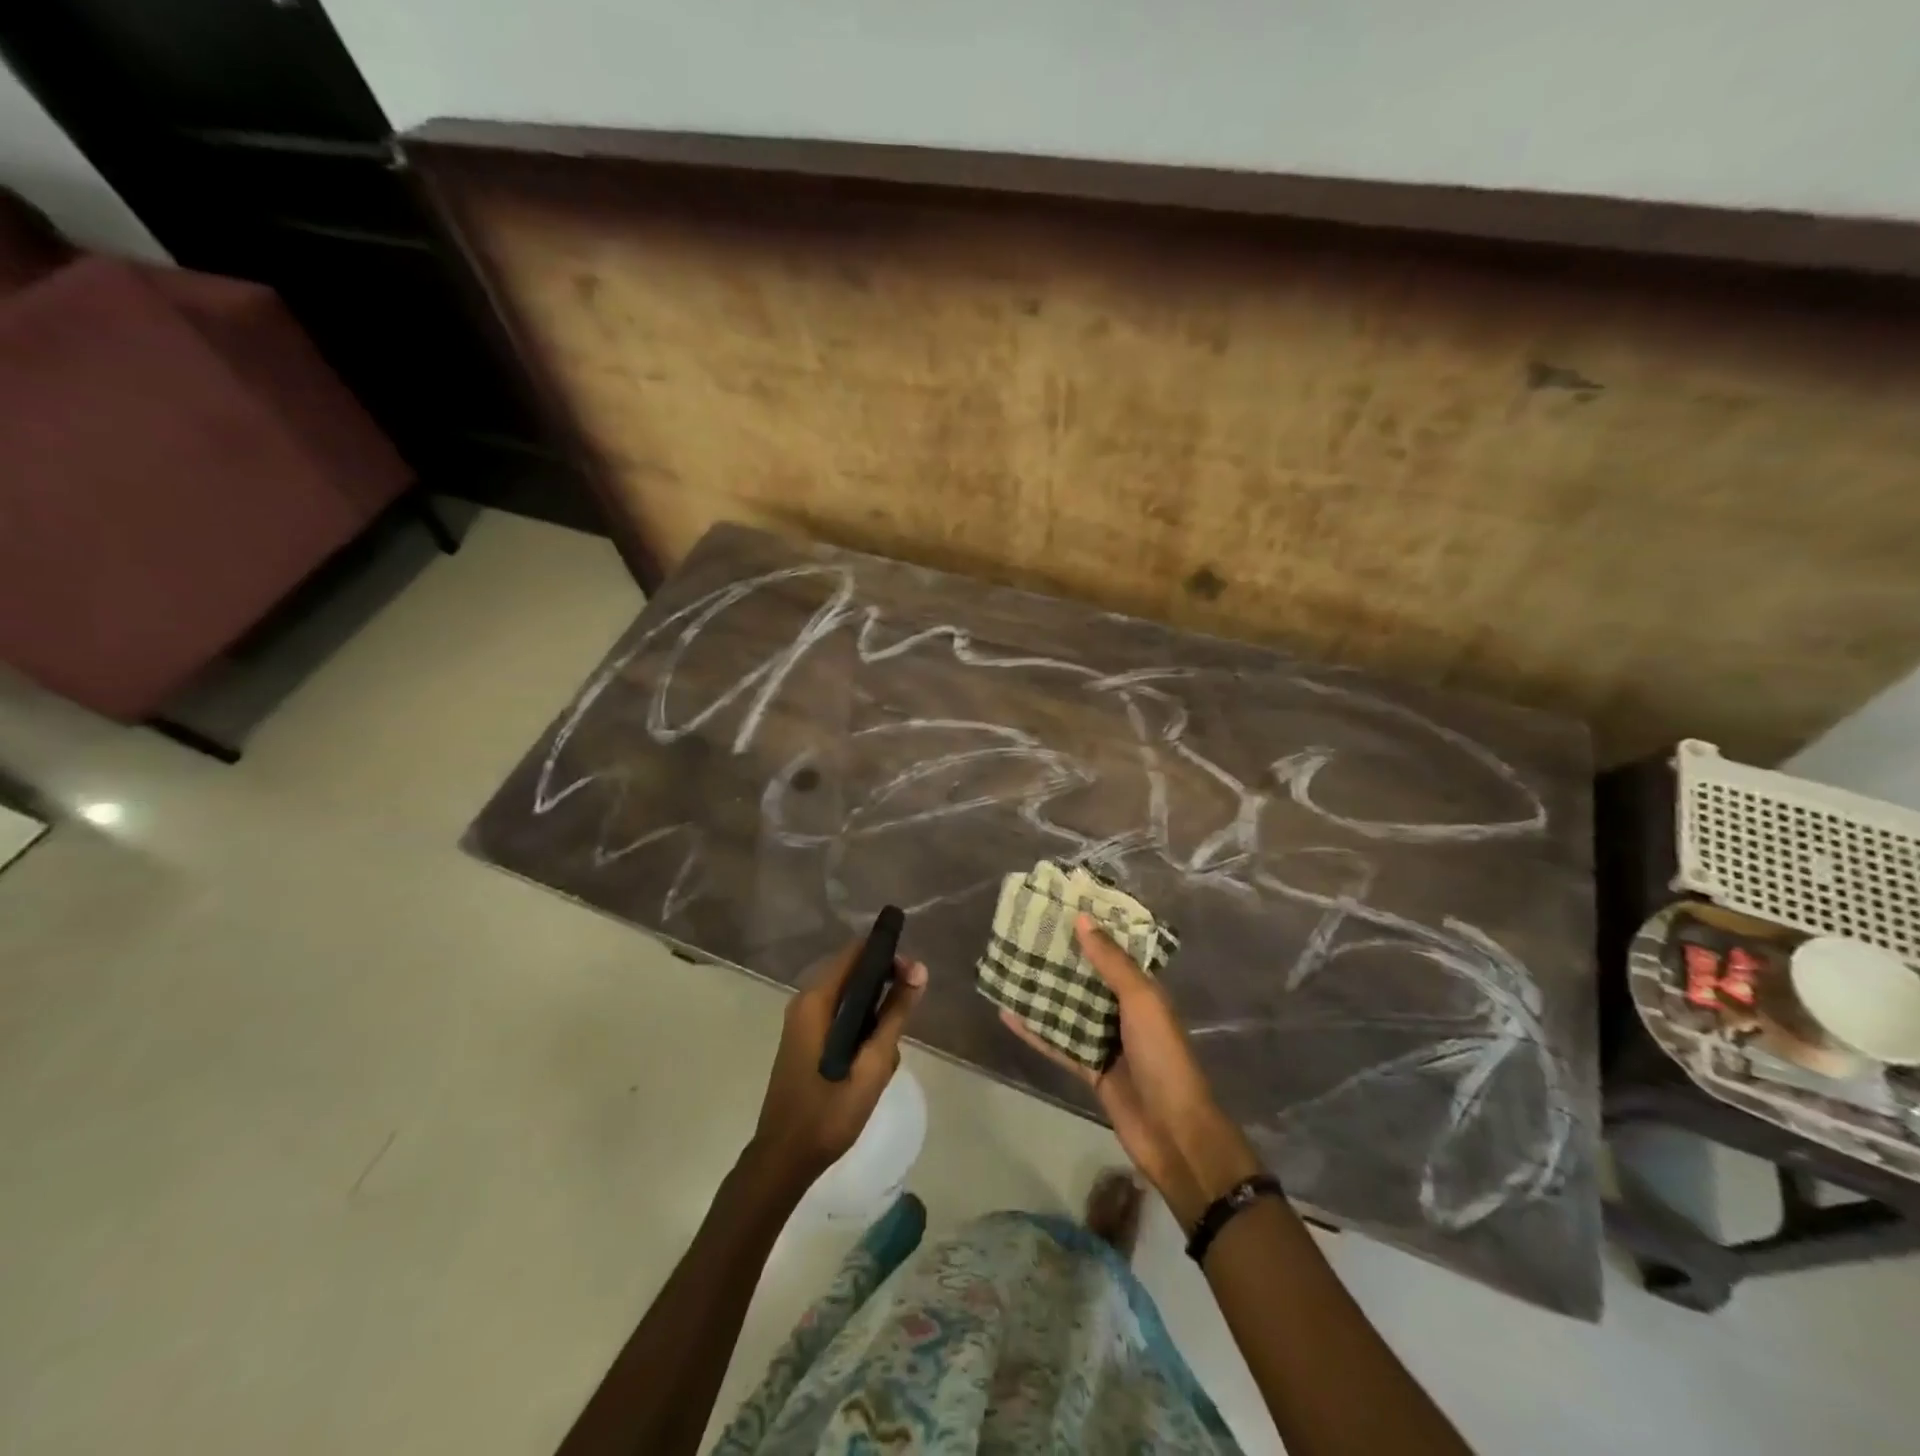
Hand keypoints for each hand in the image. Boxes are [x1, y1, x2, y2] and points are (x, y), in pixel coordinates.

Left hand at [750, 939, 928, 1189]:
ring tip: (887, 1052)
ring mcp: (802, 1021)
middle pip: (853, 973)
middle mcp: (805, 1002)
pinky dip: (860, 1028)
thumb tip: (919, 970)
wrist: (784, 1159)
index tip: (914, 975)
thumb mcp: (872, 1065)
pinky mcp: (805, 1039)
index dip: (888, 955)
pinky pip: (840, 1016)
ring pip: (849, 998)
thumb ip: (895, 1015)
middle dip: (885, 987)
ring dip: (874, 1014)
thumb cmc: (828, 1113)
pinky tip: (872, 1060)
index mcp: (816, 1001)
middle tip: (909, 1013)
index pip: (856, 953)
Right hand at [1000, 915, 1261, 1228]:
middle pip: (1087, 977)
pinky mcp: (1088, 1068)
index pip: (1114, 950)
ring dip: (1043, 991)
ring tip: (1009, 966)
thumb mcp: (1142, 1001)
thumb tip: (1082, 919)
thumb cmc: (1163, 1057)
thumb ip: (1112, 963)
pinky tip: (1007, 1014)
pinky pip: (1057, 1042)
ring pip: (1068, 1008)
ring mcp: (1105, 1040)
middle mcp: (1123, 1011)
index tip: (1060, 905)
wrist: (1173, 1132)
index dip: (1091, 929)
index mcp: (1143, 990)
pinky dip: (1035, 1030)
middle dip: (1061, 958)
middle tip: (1024, 933)